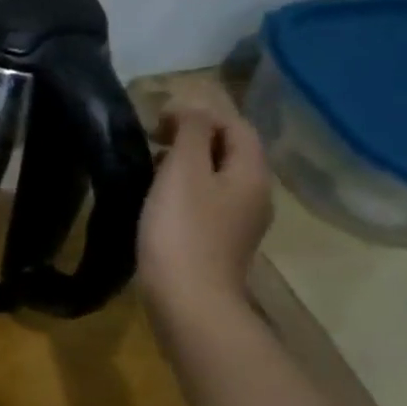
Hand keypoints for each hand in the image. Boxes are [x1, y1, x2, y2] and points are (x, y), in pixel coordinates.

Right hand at [137, 86, 271, 315]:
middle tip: (153, 139)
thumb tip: (191, 106)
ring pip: (217, 178)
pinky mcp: (220, 243)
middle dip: (194, 138)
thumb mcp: (183, 170)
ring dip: (187, 164)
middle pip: (230, 151)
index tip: (159, 120)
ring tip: (151, 167)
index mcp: (251, 173)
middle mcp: (255, 194)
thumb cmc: (183, 230)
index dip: (201, 113)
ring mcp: (240, 222)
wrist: (189, 299)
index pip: (237, 126)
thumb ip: (191, 132)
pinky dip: (185, 190)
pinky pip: (207, 202)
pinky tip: (158, 200)